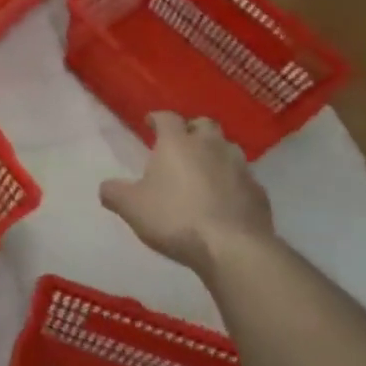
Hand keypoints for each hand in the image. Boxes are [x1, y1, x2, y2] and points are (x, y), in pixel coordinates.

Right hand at [99, 114, 274, 276]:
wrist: (232, 247)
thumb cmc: (174, 218)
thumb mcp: (131, 207)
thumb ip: (114, 193)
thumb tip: (107, 188)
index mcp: (177, 143)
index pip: (167, 117)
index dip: (157, 118)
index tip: (150, 123)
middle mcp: (211, 146)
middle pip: (204, 124)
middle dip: (192, 129)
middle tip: (181, 143)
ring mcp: (240, 167)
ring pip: (228, 148)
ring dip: (215, 152)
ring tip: (204, 169)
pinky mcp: (258, 191)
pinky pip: (243, 177)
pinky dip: (232, 181)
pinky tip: (224, 197)